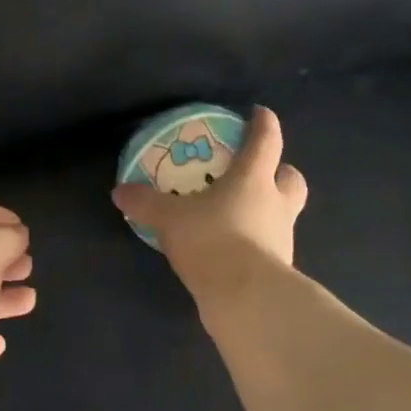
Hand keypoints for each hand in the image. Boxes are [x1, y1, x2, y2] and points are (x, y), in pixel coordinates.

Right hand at [112, 105, 307, 298]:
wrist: (244, 297)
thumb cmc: (212, 240)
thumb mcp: (169, 219)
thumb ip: (146, 203)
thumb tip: (120, 191)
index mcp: (254, 179)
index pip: (267, 140)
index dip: (264, 123)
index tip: (260, 114)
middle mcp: (276, 204)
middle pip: (291, 178)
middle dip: (280, 171)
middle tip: (260, 172)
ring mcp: (282, 238)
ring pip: (284, 213)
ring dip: (269, 209)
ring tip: (239, 214)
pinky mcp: (278, 268)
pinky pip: (270, 245)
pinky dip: (256, 242)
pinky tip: (234, 249)